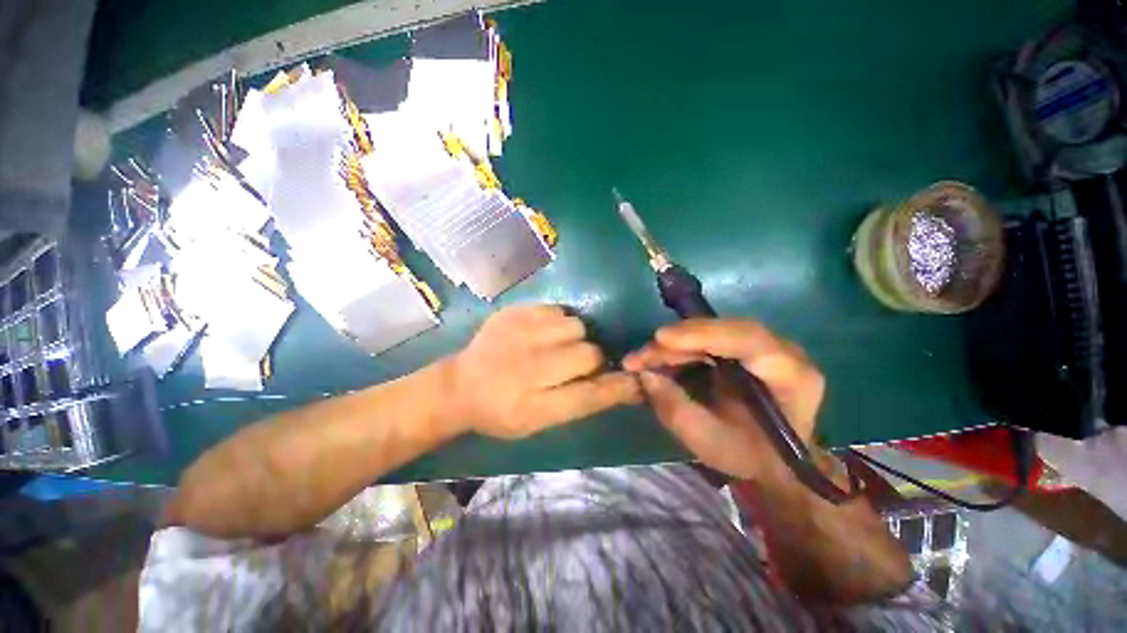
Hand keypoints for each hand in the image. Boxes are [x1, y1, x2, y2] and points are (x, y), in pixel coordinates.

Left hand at [447, 305, 641, 438]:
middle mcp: (526, 369)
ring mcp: (517, 335)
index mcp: (533, 406)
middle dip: (591, 359)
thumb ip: (582, 402)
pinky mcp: (512, 313)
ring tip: (557, 346)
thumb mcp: (540, 421)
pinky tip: (542, 333)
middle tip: (575, 364)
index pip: (589, 395)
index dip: (618, 387)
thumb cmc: (503, 411)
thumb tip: (625, 384)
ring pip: (575, 326)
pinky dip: (557, 322)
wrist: (459, 386)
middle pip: (588, 354)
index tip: (636, 380)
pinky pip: (556, 310)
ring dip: (574, 338)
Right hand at [623, 319, 823, 479]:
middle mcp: (781, 351)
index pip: (748, 339)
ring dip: (671, 346)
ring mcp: (761, 345)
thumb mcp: (710, 443)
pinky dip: (677, 349)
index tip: (660, 339)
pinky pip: (705, 340)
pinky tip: (656, 360)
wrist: (775, 463)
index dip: (702, 334)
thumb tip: (646, 376)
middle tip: (637, 360)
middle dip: (674, 343)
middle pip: (721, 331)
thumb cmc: (750, 457)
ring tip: (640, 362)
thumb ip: (676, 409)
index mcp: (791, 376)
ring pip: (708, 333)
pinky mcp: (742, 347)